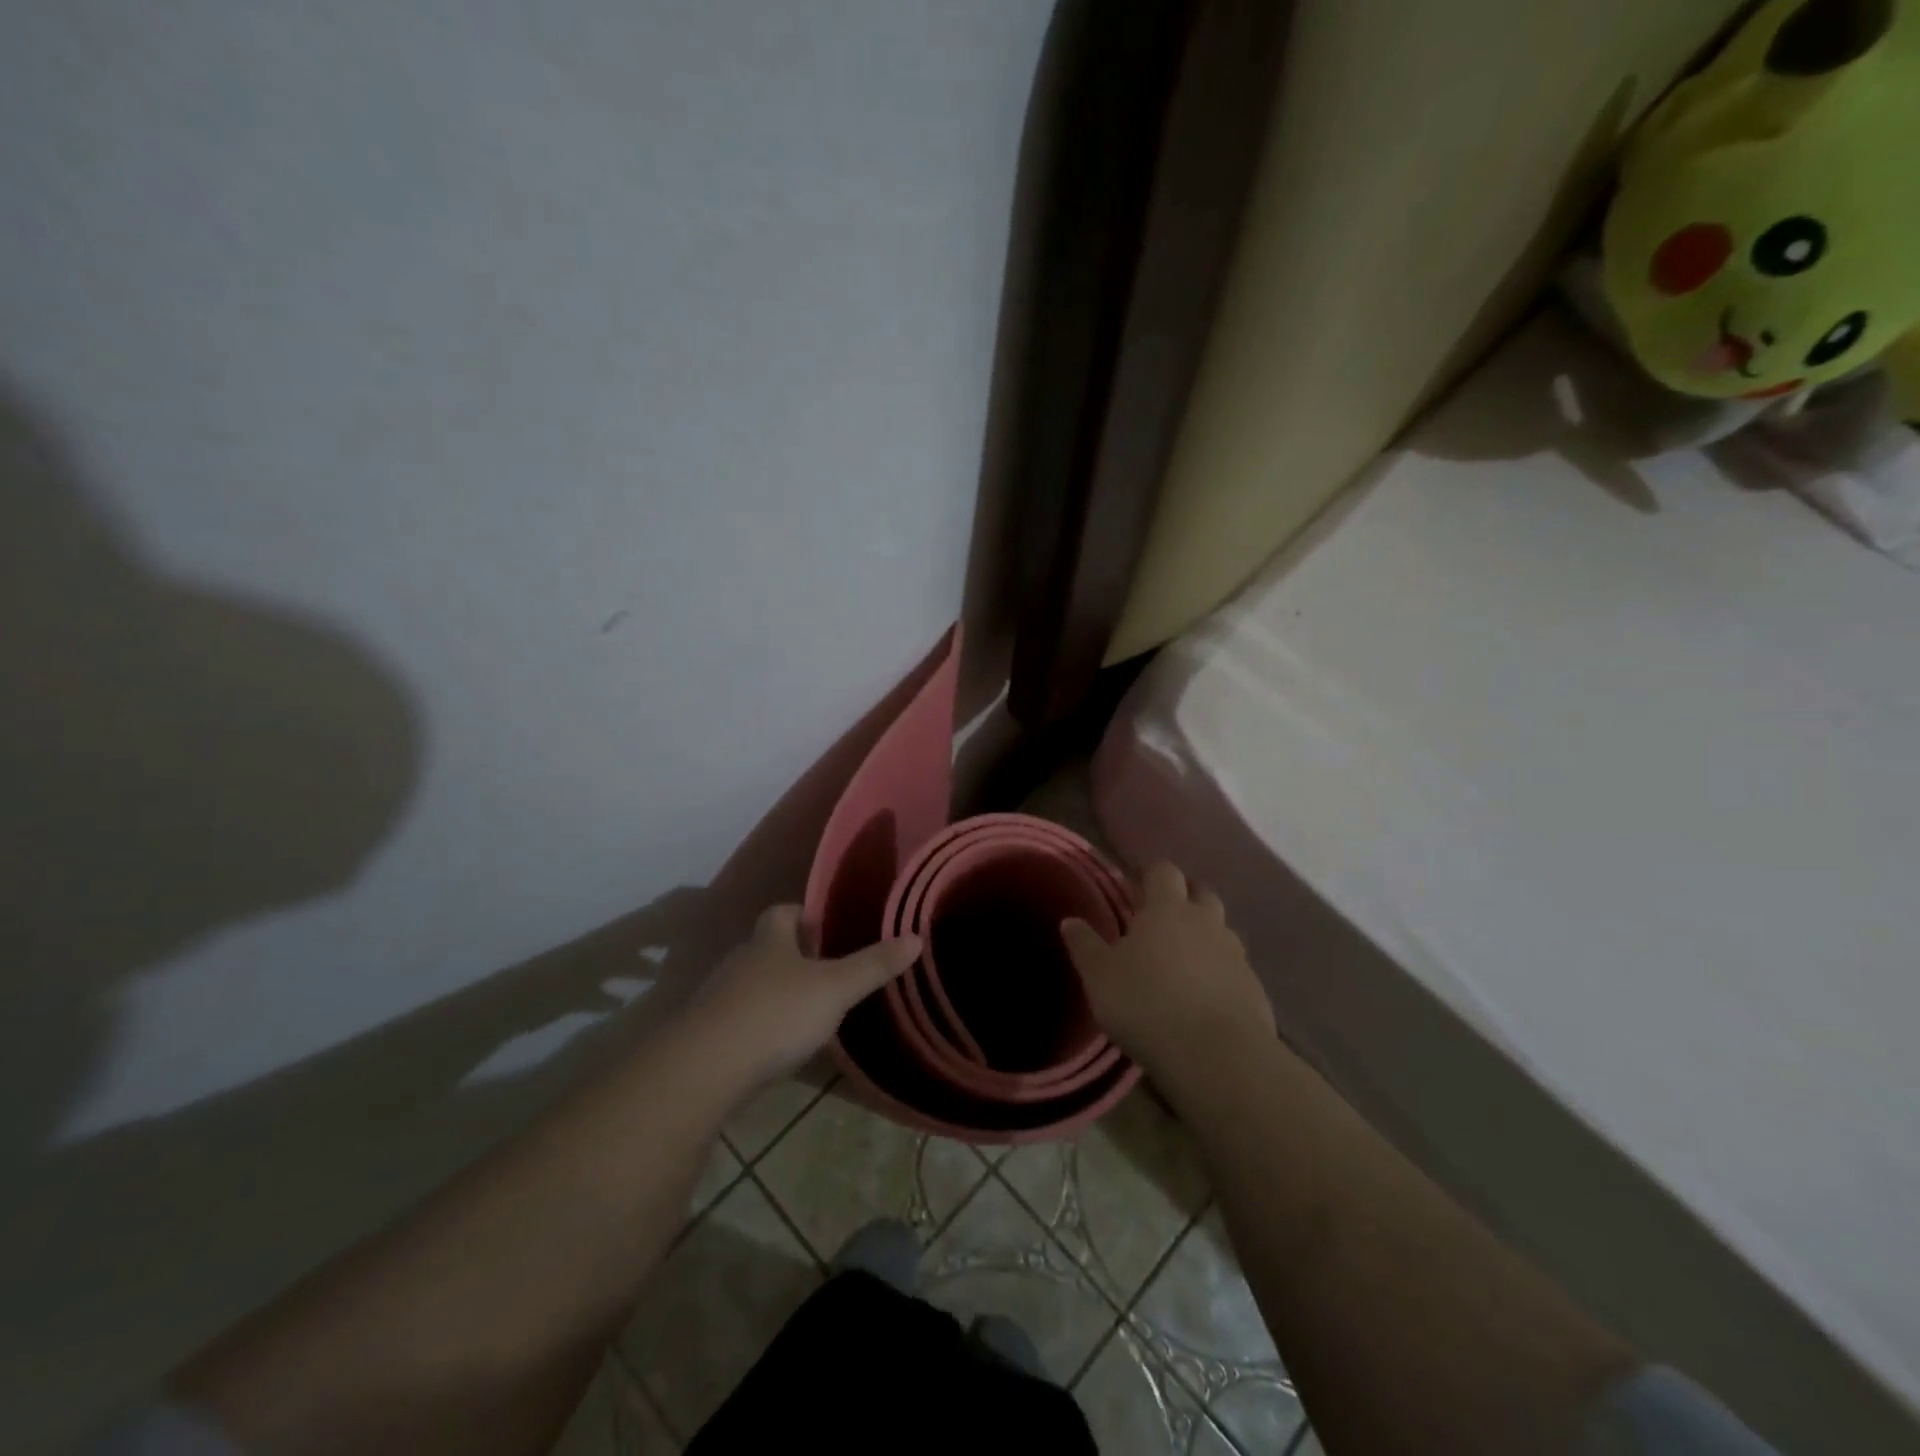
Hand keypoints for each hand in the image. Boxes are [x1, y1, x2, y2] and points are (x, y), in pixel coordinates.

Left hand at [686, 905, 919, 1088]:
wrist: (705, 1069)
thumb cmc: (776, 1014)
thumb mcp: (835, 989)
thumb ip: (873, 965)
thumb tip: (915, 936)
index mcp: (769, 941)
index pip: (781, 912)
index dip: (802, 916)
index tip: (825, 929)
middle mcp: (740, 961)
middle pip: (765, 948)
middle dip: (791, 956)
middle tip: (825, 972)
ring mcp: (718, 999)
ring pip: (750, 984)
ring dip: (774, 992)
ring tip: (806, 1012)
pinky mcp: (707, 1035)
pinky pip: (738, 1020)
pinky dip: (758, 1026)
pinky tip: (776, 1047)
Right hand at [1061, 862, 1274, 1079]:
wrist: (1216, 1056)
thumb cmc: (1147, 1004)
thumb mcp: (1100, 977)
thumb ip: (1085, 946)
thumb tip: (1069, 921)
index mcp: (1167, 909)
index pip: (1164, 872)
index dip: (1151, 876)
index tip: (1137, 888)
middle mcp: (1207, 922)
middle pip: (1202, 894)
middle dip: (1185, 899)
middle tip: (1162, 921)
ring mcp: (1236, 955)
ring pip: (1222, 932)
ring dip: (1205, 938)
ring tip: (1183, 963)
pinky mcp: (1255, 990)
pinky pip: (1235, 970)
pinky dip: (1221, 975)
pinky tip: (1205, 1000)